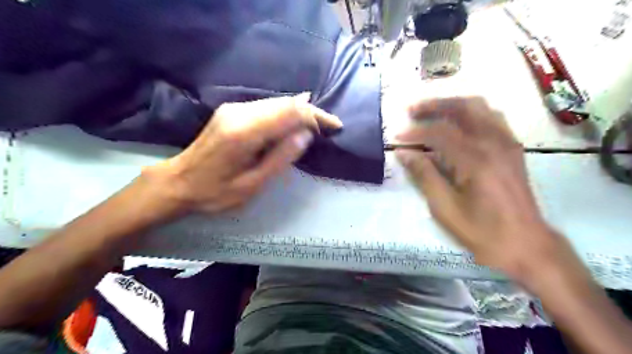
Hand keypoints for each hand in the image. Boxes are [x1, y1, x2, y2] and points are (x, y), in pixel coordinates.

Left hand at [145, 93, 343, 213]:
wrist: (178, 182)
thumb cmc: (215, 191)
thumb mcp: (252, 184)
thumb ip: (280, 158)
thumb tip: (306, 136)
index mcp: (244, 132)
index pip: (290, 112)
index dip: (316, 117)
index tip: (334, 127)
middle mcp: (239, 112)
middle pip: (285, 103)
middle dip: (311, 113)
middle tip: (330, 126)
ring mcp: (234, 109)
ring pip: (277, 103)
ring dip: (299, 112)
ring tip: (318, 125)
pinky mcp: (232, 111)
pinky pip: (266, 107)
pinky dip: (285, 113)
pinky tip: (296, 119)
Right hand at [399, 97, 573, 283]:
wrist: (526, 244)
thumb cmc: (482, 231)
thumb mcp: (445, 208)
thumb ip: (424, 176)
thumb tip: (404, 153)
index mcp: (475, 160)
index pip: (439, 133)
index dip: (414, 132)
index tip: (396, 137)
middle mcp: (493, 143)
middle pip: (462, 108)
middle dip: (434, 105)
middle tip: (412, 110)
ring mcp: (506, 143)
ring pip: (479, 107)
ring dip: (453, 105)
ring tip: (432, 112)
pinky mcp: (512, 148)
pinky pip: (491, 117)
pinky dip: (470, 113)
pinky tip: (458, 123)